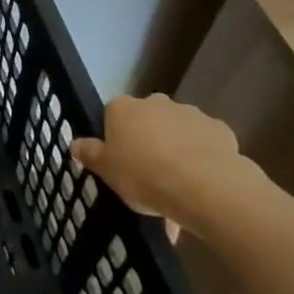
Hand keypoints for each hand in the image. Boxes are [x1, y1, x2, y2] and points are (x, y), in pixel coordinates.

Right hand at [69, 94, 262, 236]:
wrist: (205, 187)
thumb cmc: (144, 176)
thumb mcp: (106, 171)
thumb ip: (89, 154)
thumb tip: (75, 144)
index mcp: (122, 108)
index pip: (112, 116)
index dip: (116, 140)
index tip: (120, 165)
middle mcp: (155, 102)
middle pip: (146, 122)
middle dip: (148, 143)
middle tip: (149, 178)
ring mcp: (190, 113)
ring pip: (177, 133)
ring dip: (176, 153)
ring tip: (179, 191)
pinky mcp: (219, 129)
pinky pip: (205, 144)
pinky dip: (202, 159)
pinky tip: (203, 186)